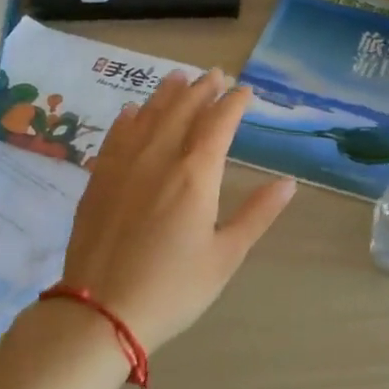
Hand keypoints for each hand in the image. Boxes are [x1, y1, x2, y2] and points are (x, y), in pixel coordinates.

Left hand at [59, 69, 297, 352]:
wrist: (101, 313)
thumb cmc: (173, 288)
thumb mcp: (226, 256)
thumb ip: (257, 214)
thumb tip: (289, 182)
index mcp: (195, 174)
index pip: (218, 123)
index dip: (234, 103)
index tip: (246, 92)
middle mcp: (159, 158)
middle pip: (183, 110)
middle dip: (202, 89)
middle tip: (216, 75)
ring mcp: (124, 165)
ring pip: (148, 116)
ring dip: (166, 94)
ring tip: (178, 77)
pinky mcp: (99, 179)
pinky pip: (116, 136)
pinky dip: (130, 118)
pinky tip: (134, 112)